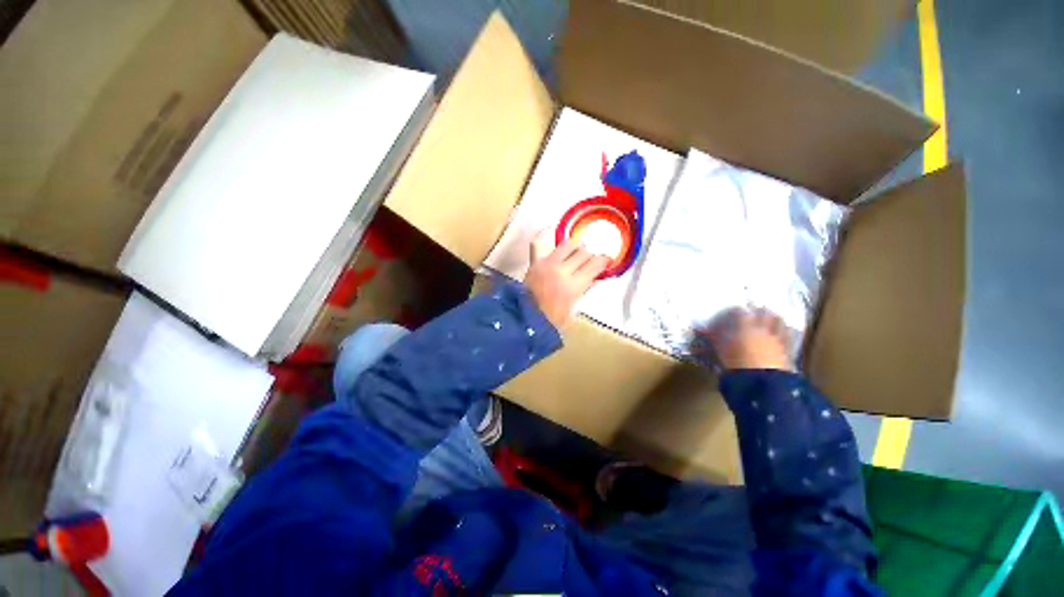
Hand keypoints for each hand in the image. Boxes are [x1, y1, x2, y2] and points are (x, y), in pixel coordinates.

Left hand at [525, 230, 610, 327]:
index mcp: (574, 285)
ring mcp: (547, 263)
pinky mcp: (535, 262)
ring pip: (568, 244)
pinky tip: (552, 230)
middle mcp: (562, 270)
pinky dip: (545, 235)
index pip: (595, 264)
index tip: (606, 262)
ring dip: (575, 247)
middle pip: (583, 252)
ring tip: (574, 253)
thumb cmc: (553, 318)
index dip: (605, 260)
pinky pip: (538, 242)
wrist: (526, 318)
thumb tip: (595, 276)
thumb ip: (585, 289)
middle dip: (590, 256)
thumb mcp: (575, 307)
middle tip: (589, 262)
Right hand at [699, 308, 794, 371]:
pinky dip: (784, 330)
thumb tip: (705, 329)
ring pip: (779, 321)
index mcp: (745, 327)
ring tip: (769, 317)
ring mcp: (777, 338)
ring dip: (773, 317)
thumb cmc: (737, 365)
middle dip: (757, 310)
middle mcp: (763, 329)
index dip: (734, 310)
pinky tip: (780, 332)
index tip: (730, 312)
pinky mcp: (787, 349)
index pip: (740, 311)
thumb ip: (715, 338)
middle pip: (763, 312)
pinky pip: (787, 335)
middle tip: (752, 311)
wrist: (762, 384)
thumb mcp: (721, 351)